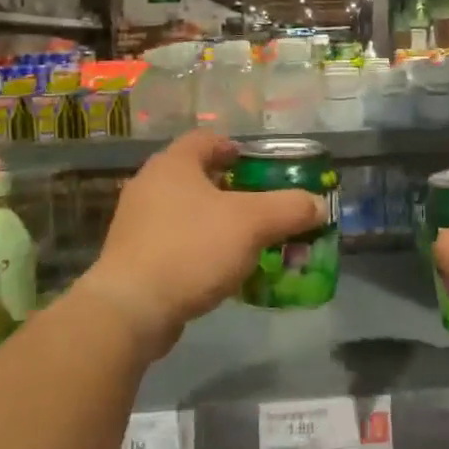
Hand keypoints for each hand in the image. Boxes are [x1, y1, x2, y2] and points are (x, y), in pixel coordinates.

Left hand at [78, 130, 325, 360]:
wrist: (132, 309)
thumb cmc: (192, 249)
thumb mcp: (252, 223)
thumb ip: (289, 208)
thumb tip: (317, 205)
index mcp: (173, 165)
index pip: (206, 139)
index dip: (235, 147)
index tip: (260, 165)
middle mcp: (150, 187)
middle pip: (198, 177)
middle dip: (234, 191)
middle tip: (263, 207)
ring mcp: (137, 224)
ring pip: (189, 213)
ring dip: (219, 223)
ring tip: (250, 242)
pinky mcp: (134, 259)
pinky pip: (177, 244)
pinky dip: (202, 250)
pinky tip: (223, 271)